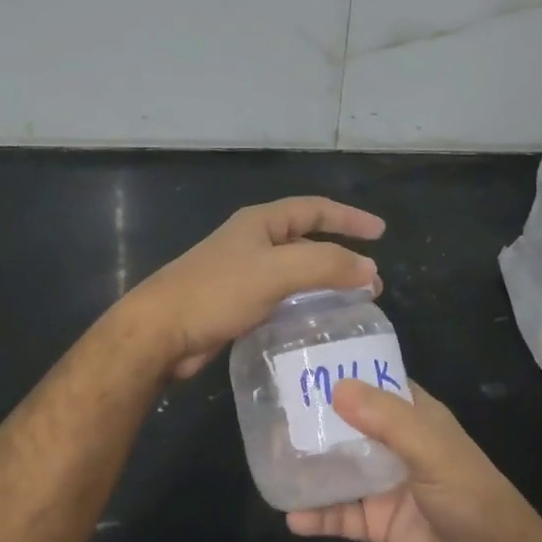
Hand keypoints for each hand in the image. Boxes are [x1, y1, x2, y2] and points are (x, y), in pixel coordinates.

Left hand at [128, 196, 384, 379]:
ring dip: (324, 284)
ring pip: (295, 273)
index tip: (380, 233)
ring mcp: (243, 274)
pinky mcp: (236, 304)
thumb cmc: (217, 291)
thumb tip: (370, 269)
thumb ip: (325, 265)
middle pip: (307, 241)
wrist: (161, 331)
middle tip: (371, 281)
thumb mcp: (276, 271)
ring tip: (353, 304)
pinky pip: (281, 298)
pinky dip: (304, 305)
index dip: (348, 218)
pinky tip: (316, 323)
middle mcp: (252, 243)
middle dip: (341, 256)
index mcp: (260, 223)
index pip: (314, 209)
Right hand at [287, 381, 540, 541]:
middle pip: (348, 425)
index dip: (341, 372)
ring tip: (269, 460)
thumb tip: (335, 387)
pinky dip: (316, 515)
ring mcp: (384, 485)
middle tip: (270, 413)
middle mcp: (395, 445)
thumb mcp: (432, 450)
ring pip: (338, 469)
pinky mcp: (377, 524)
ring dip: (308, 467)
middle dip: (313, 420)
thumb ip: (387, 420)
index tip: (299, 362)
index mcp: (415, 418)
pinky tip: (290, 516)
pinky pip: (339, 515)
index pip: (373, 384)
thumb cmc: (470, 497)